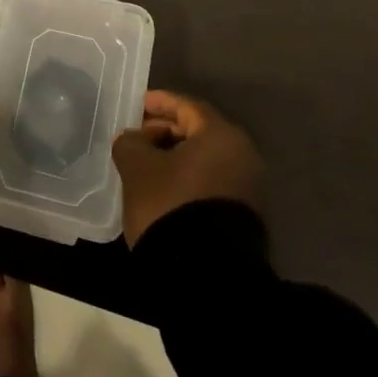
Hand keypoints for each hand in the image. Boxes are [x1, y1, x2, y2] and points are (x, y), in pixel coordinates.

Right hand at [112, 90, 263, 246]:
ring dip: (175, 157)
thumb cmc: (170, 204)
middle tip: (137, 137)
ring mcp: (247, 187)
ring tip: (146, 165)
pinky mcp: (243, 214)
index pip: (187, 106)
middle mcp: (242, 155)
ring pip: (205, 159)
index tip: (137, 104)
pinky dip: (188, 178)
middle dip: (165, 130)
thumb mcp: (137, 167)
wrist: (206, 274)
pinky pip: (210, 181)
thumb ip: (130, 142)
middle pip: (199, 131)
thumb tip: (134, 139)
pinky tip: (164, 189)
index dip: (159, 102)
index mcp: (220, 135)